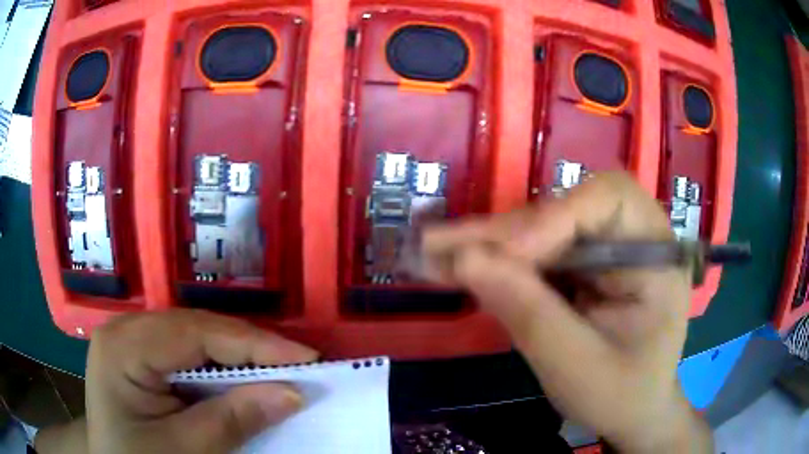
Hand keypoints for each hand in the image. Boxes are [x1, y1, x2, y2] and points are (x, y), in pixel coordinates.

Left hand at [85, 309, 317, 453]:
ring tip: (279, 368)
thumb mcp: (184, 450)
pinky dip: (220, 363)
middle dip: (250, 347)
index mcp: (123, 347)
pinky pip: (187, 348)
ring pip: (195, 334)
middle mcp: (125, 328)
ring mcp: (132, 336)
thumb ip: (232, 420)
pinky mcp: (141, 351)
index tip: (307, 358)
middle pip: (197, 327)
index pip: (196, 332)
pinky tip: (241, 375)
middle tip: (300, 365)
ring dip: (238, 354)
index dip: (254, 343)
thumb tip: (293, 393)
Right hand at [421, 172, 711, 452]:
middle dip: (505, 233)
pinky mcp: (583, 264)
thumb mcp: (577, 366)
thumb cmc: (619, 394)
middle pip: (566, 209)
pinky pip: (536, 251)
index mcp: (657, 255)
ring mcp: (606, 249)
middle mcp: (633, 237)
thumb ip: (528, 313)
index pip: (610, 200)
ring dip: (489, 245)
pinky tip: (458, 265)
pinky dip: (496, 262)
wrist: (630, 411)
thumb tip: (463, 260)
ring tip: (434, 254)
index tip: (505, 255)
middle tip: (439, 247)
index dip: (555, 217)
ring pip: (542, 228)